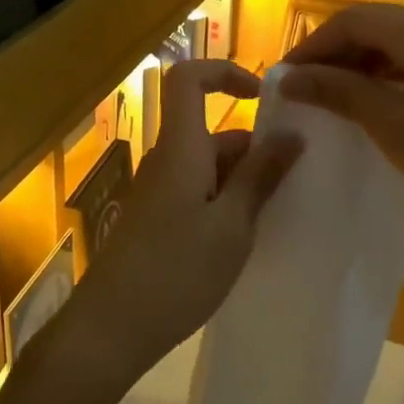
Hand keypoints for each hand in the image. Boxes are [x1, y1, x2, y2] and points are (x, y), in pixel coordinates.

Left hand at [75, 60, 302, 378]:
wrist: (109, 330)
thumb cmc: (175, 272)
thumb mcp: (232, 226)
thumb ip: (261, 176)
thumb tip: (292, 132)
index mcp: (181, 148)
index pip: (188, 79)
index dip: (223, 72)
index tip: (263, 97)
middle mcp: (167, 160)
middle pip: (211, 131)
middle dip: (254, 149)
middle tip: (294, 183)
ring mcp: (158, 191)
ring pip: (208, 166)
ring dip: (243, 181)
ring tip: (277, 217)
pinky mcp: (156, 219)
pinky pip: (196, 191)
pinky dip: (225, 202)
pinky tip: (245, 238)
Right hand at [281, 5, 403, 268]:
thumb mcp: (394, 128)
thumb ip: (341, 92)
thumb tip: (290, 77)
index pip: (354, 19)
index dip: (314, 44)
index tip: (285, 77)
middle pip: (378, 25)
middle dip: (337, 53)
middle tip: (306, 90)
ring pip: (401, 41)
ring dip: (363, 63)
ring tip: (335, 98)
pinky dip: (392, 73)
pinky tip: (379, 102)